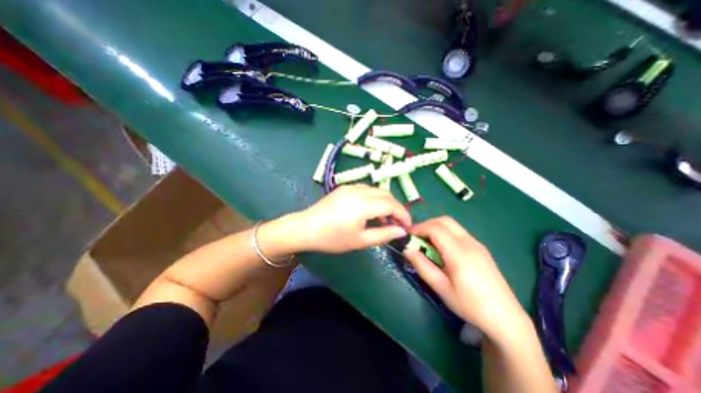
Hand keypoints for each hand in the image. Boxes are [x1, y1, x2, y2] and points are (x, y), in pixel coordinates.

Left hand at [294, 182, 411, 250]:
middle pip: (386, 195)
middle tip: (397, 223)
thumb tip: (402, 231)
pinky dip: (374, 198)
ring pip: (377, 190)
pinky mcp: (344, 187)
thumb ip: (384, 234)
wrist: (306, 228)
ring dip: (385, 202)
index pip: (392, 205)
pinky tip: (370, 210)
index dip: (403, 214)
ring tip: (385, 219)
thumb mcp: (360, 241)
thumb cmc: (332, 238)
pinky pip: (366, 189)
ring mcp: (351, 187)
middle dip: (396, 208)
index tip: (407, 226)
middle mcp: (359, 190)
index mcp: (364, 204)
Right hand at [403, 216, 527, 342]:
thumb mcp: (441, 288)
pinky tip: (442, 248)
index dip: (419, 228)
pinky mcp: (480, 247)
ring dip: (436, 227)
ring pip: (452, 224)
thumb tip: (407, 249)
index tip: (408, 236)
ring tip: (426, 242)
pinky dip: (445, 232)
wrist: (505, 317)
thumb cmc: (469, 305)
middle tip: (416, 237)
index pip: (435, 228)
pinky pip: (458, 231)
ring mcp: (477, 243)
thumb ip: (422, 266)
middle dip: (426, 224)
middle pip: (444, 220)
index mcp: (459, 253)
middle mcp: (469, 242)